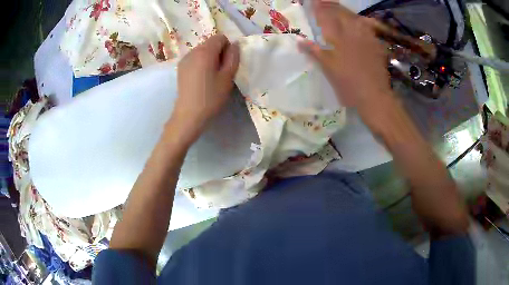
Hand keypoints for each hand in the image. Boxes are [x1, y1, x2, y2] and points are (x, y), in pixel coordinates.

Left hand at [170, 34, 239, 143]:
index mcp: (205, 52)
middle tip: (220, 71)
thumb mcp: (228, 77)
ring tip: (211, 76)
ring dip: (210, 58)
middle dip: (219, 52)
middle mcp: (193, 51)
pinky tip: (201, 78)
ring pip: (202, 50)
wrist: (189, 115)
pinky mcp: (180, 68)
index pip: (220, 37)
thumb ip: (233, 57)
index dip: (228, 47)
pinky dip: (201, 62)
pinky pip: (195, 58)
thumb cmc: (211, 97)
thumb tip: (235, 44)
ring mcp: (184, 59)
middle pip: (210, 43)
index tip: (227, 63)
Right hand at [298, 1, 392, 110]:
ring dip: (347, 12)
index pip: (326, 17)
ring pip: (357, 19)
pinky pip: (369, 28)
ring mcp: (367, 38)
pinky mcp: (377, 45)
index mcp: (339, 38)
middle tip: (325, 2)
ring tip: (341, 10)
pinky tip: (361, 23)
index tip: (313, 1)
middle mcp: (353, 33)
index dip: (319, 8)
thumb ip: (315, 52)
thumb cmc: (348, 84)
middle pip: (343, 14)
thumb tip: (300, 41)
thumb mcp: (328, 69)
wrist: (374, 96)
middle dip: (333, 6)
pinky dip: (363, 23)